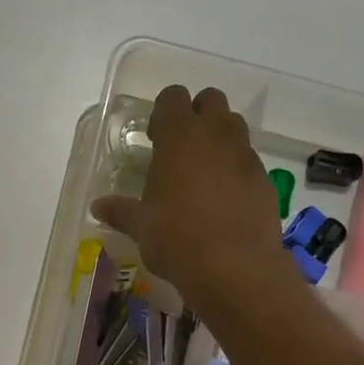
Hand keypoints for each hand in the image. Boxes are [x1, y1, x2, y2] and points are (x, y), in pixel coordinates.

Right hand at [92, 86, 292, 314]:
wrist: (234, 266)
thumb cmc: (176, 238)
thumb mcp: (141, 226)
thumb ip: (121, 211)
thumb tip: (98, 207)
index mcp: (180, 136)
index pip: (173, 97)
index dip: (163, 112)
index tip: (155, 138)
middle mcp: (216, 135)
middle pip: (211, 100)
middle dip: (197, 115)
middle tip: (181, 148)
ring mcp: (245, 155)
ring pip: (234, 127)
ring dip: (219, 138)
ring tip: (204, 172)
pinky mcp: (265, 179)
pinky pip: (249, 160)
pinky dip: (237, 169)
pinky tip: (224, 199)